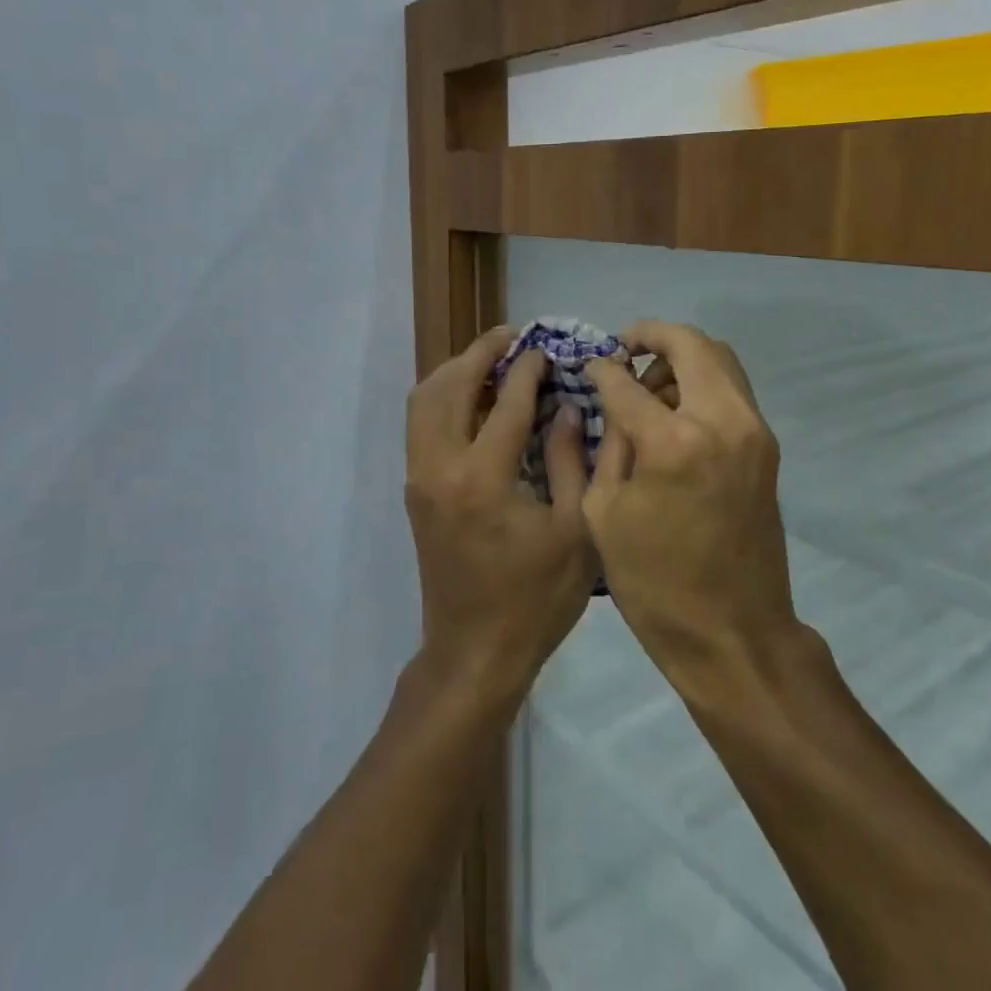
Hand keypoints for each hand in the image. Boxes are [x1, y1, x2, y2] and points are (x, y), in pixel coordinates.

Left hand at [405, 326, 597, 701]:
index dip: (528, 370)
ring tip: (492, 361)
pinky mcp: (415, 490)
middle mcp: (440, 468)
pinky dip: (443, 398)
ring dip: (455, 372)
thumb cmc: (535, 599)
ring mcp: (419, 478)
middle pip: (449, 387)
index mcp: (483, 479)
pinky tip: (474, 399)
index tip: (546, 348)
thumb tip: (567, 410)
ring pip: (424, 401)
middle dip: (480, 354)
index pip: (506, 403)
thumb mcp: (575, 532)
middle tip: (513, 338)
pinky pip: (420, 424)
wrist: (474, 652)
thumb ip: (574, 463)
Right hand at [583, 321, 802, 685]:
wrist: (733, 632)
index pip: (627, 382)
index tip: (587, 366)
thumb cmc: (654, 583)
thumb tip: (613, 400)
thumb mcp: (605, 512)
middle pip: (692, 345)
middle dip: (653, 335)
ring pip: (721, 360)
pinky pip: (733, 390)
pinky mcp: (766, 448)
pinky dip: (703, 382)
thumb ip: (609, 444)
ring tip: (648, 384)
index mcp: (674, 443)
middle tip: (624, 348)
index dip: (601, 369)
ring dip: (682, 357)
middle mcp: (723, 421)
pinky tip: (674, 409)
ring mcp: (754, 432)